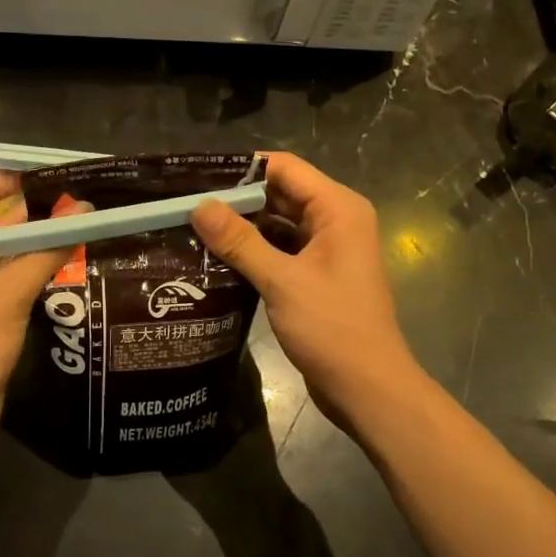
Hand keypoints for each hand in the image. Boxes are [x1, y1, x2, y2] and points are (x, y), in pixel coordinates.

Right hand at [192, 153, 424, 434]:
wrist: (367, 388)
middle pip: (281, 193)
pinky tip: (218, 258)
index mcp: (338, 209)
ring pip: (279, 223)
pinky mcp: (317, 275)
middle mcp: (336, 220)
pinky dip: (254, 250)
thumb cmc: (331, 328)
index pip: (285, 168)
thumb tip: (199, 206)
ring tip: (195, 228)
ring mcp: (328, 249)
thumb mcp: (281, 280)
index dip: (243, 170)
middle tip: (188, 205)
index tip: (199, 178)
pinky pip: (282, 249)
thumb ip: (239, 241)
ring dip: (243, 227)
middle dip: (238, 199)